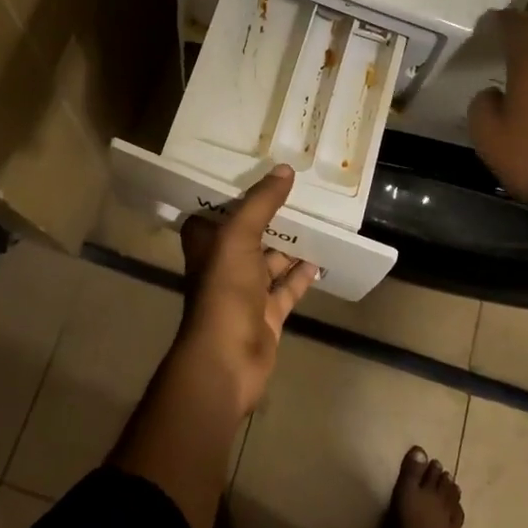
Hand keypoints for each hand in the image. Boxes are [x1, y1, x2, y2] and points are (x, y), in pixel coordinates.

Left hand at [178, 165, 318, 414]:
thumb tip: (285, 169)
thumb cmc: (224, 290)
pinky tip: (322, 257)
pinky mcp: (267, 313)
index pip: (218, 209)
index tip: (259, 168)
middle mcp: (223, 263)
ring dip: (290, 243)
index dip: (235, 190)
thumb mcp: (239, 236)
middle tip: (300, 188)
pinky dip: (302, 274)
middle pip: (249, 232)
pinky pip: (288, 287)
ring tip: (318, 217)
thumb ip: (261, 202)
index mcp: (206, 243)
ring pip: (271, 259)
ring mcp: (245, 291)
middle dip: (271, 215)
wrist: (227, 359)